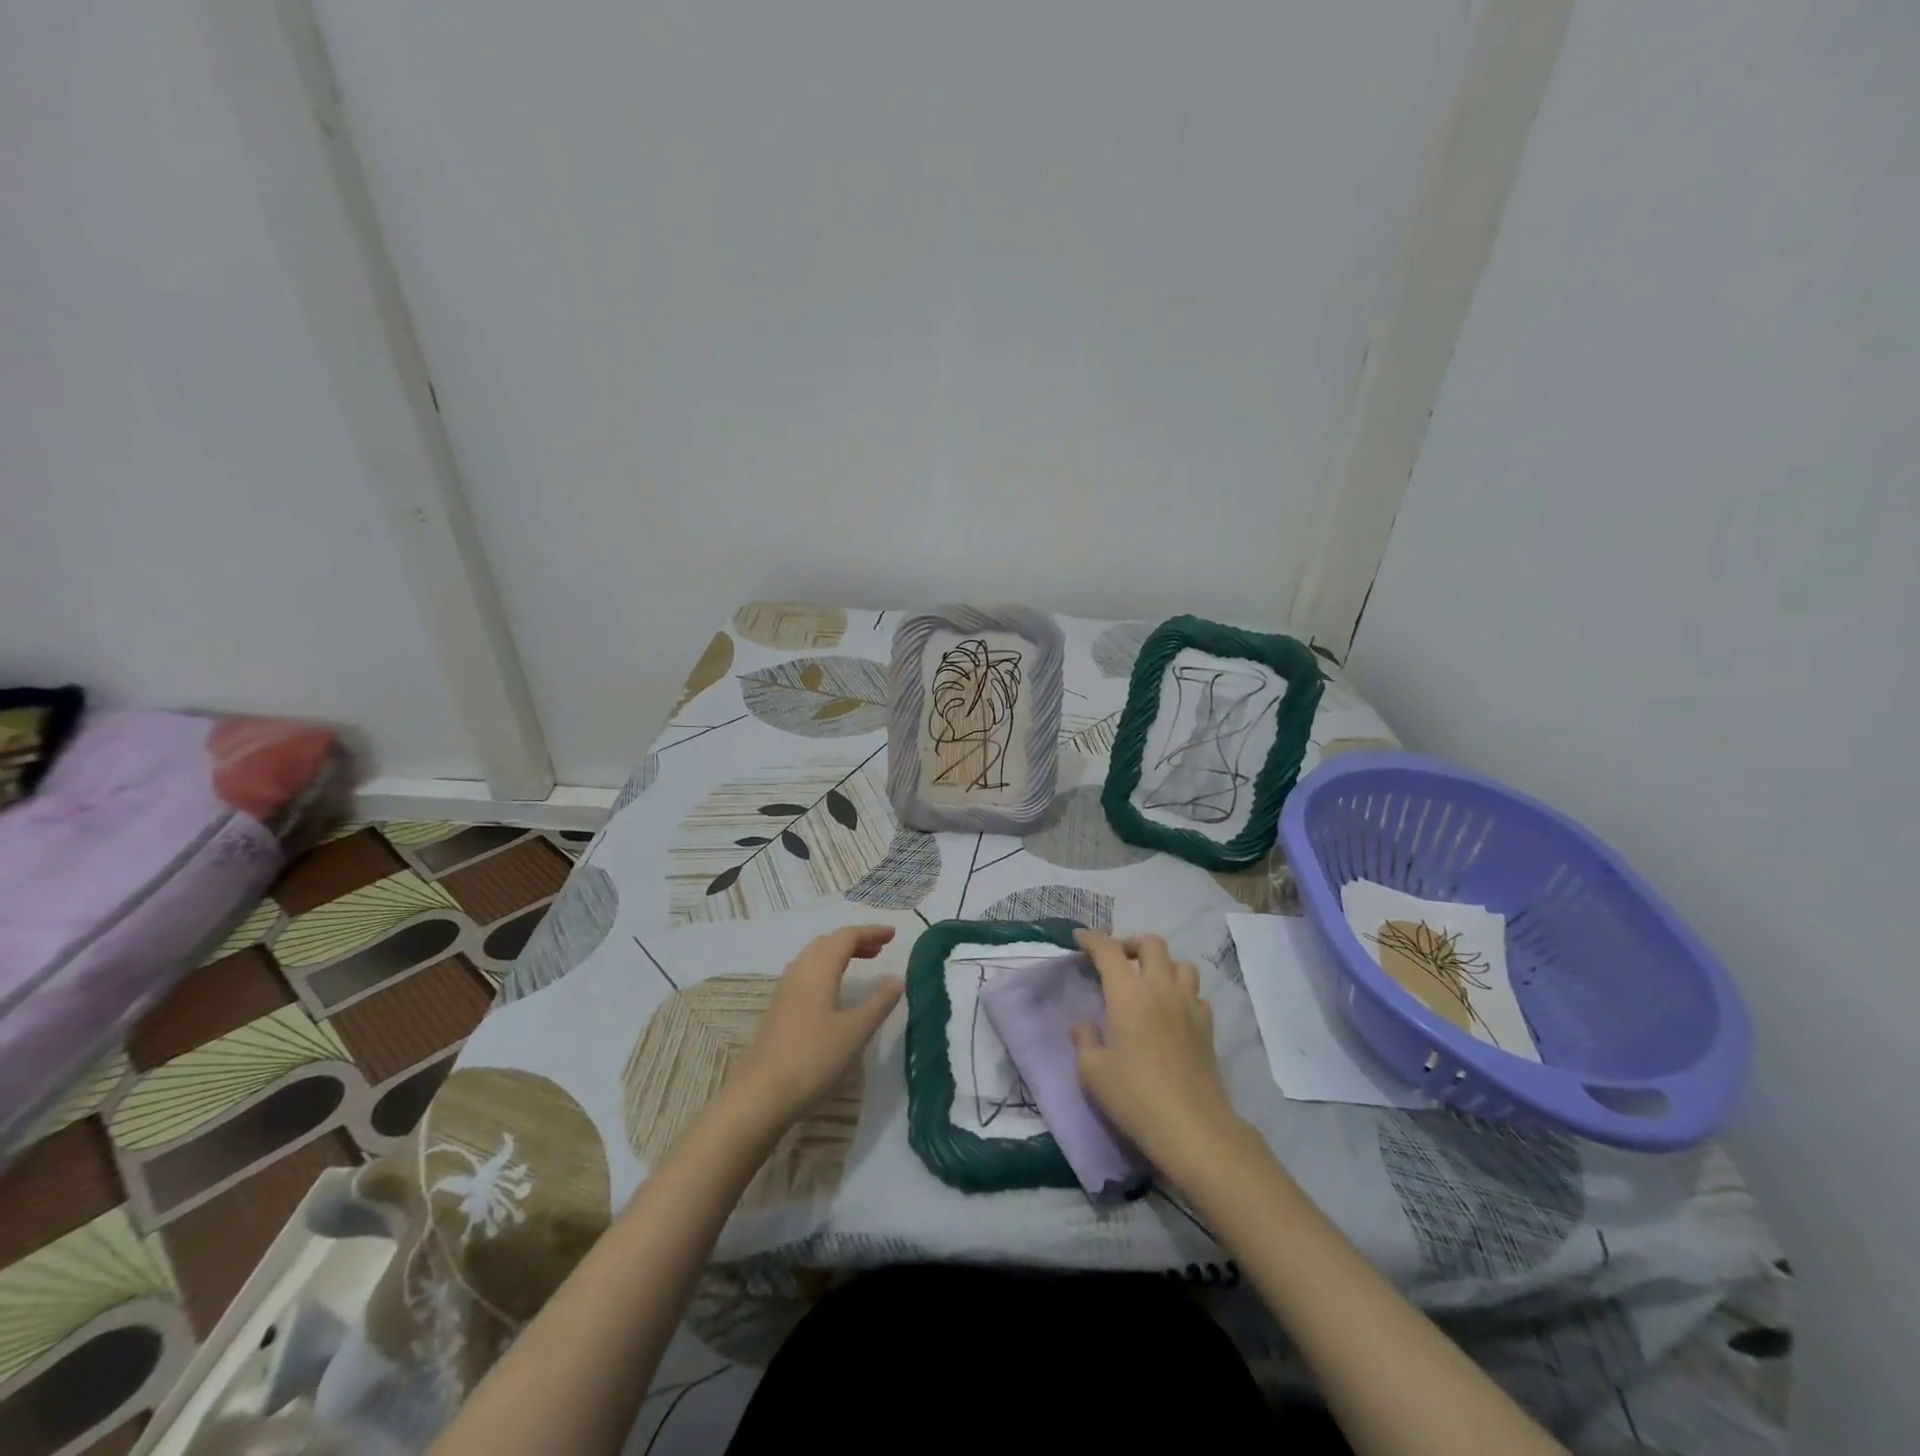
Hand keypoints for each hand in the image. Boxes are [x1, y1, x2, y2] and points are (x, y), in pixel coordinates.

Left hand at [727, 925, 902, 1127]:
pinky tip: (834, 991)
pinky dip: (826, 970)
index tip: (893, 935)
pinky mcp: (779, 1009)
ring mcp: (785, 990)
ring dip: (839, 954)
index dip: (870, 932)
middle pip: (828, 942)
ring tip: (862, 964)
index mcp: (818, 969)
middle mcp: (799, 971)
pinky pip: (806, 974)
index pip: (846, 937)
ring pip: (814, 957)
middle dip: (855, 941)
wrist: (761, 1095)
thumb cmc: (813, 1058)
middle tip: (880, 949)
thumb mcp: (855, 1031)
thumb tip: (896, 979)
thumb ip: (878, 1002)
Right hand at [1071, 930, 1244, 1178]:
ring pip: (1181, 964)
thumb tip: (1083, 1024)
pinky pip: (1196, 994)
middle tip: (1117, 960)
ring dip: (1162, 964)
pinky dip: (1183, 993)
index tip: (1080, 939)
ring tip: (1148, 983)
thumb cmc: (1134, 1096)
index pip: (1108, 950)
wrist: (1193, 1127)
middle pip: (1152, 943)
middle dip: (1131, 943)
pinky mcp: (1208, 1027)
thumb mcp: (1092, 1072)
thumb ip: (1084, 1040)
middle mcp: (1160, 988)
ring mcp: (1189, 1006)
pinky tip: (1172, 1012)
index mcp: (1128, 993)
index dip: (1092, 940)